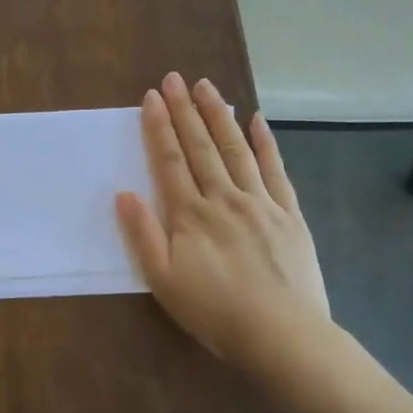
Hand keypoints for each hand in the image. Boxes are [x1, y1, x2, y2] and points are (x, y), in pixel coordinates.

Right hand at [116, 73, 333, 377]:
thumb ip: (142, 235)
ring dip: (220, 116)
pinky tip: (257, 120)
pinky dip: (265, 143)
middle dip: (185, 110)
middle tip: (175, 78)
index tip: (152, 97)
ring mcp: (260, 202)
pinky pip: (275, 169)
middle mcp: (224, 198)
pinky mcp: (289, 213)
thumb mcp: (163, 281)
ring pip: (236, 149)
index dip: (159, 128)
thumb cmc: (214, 312)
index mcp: (190, 215)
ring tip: (207, 87)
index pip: (170, 161)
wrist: (280, 334)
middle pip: (201, 147)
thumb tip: (123, 194)